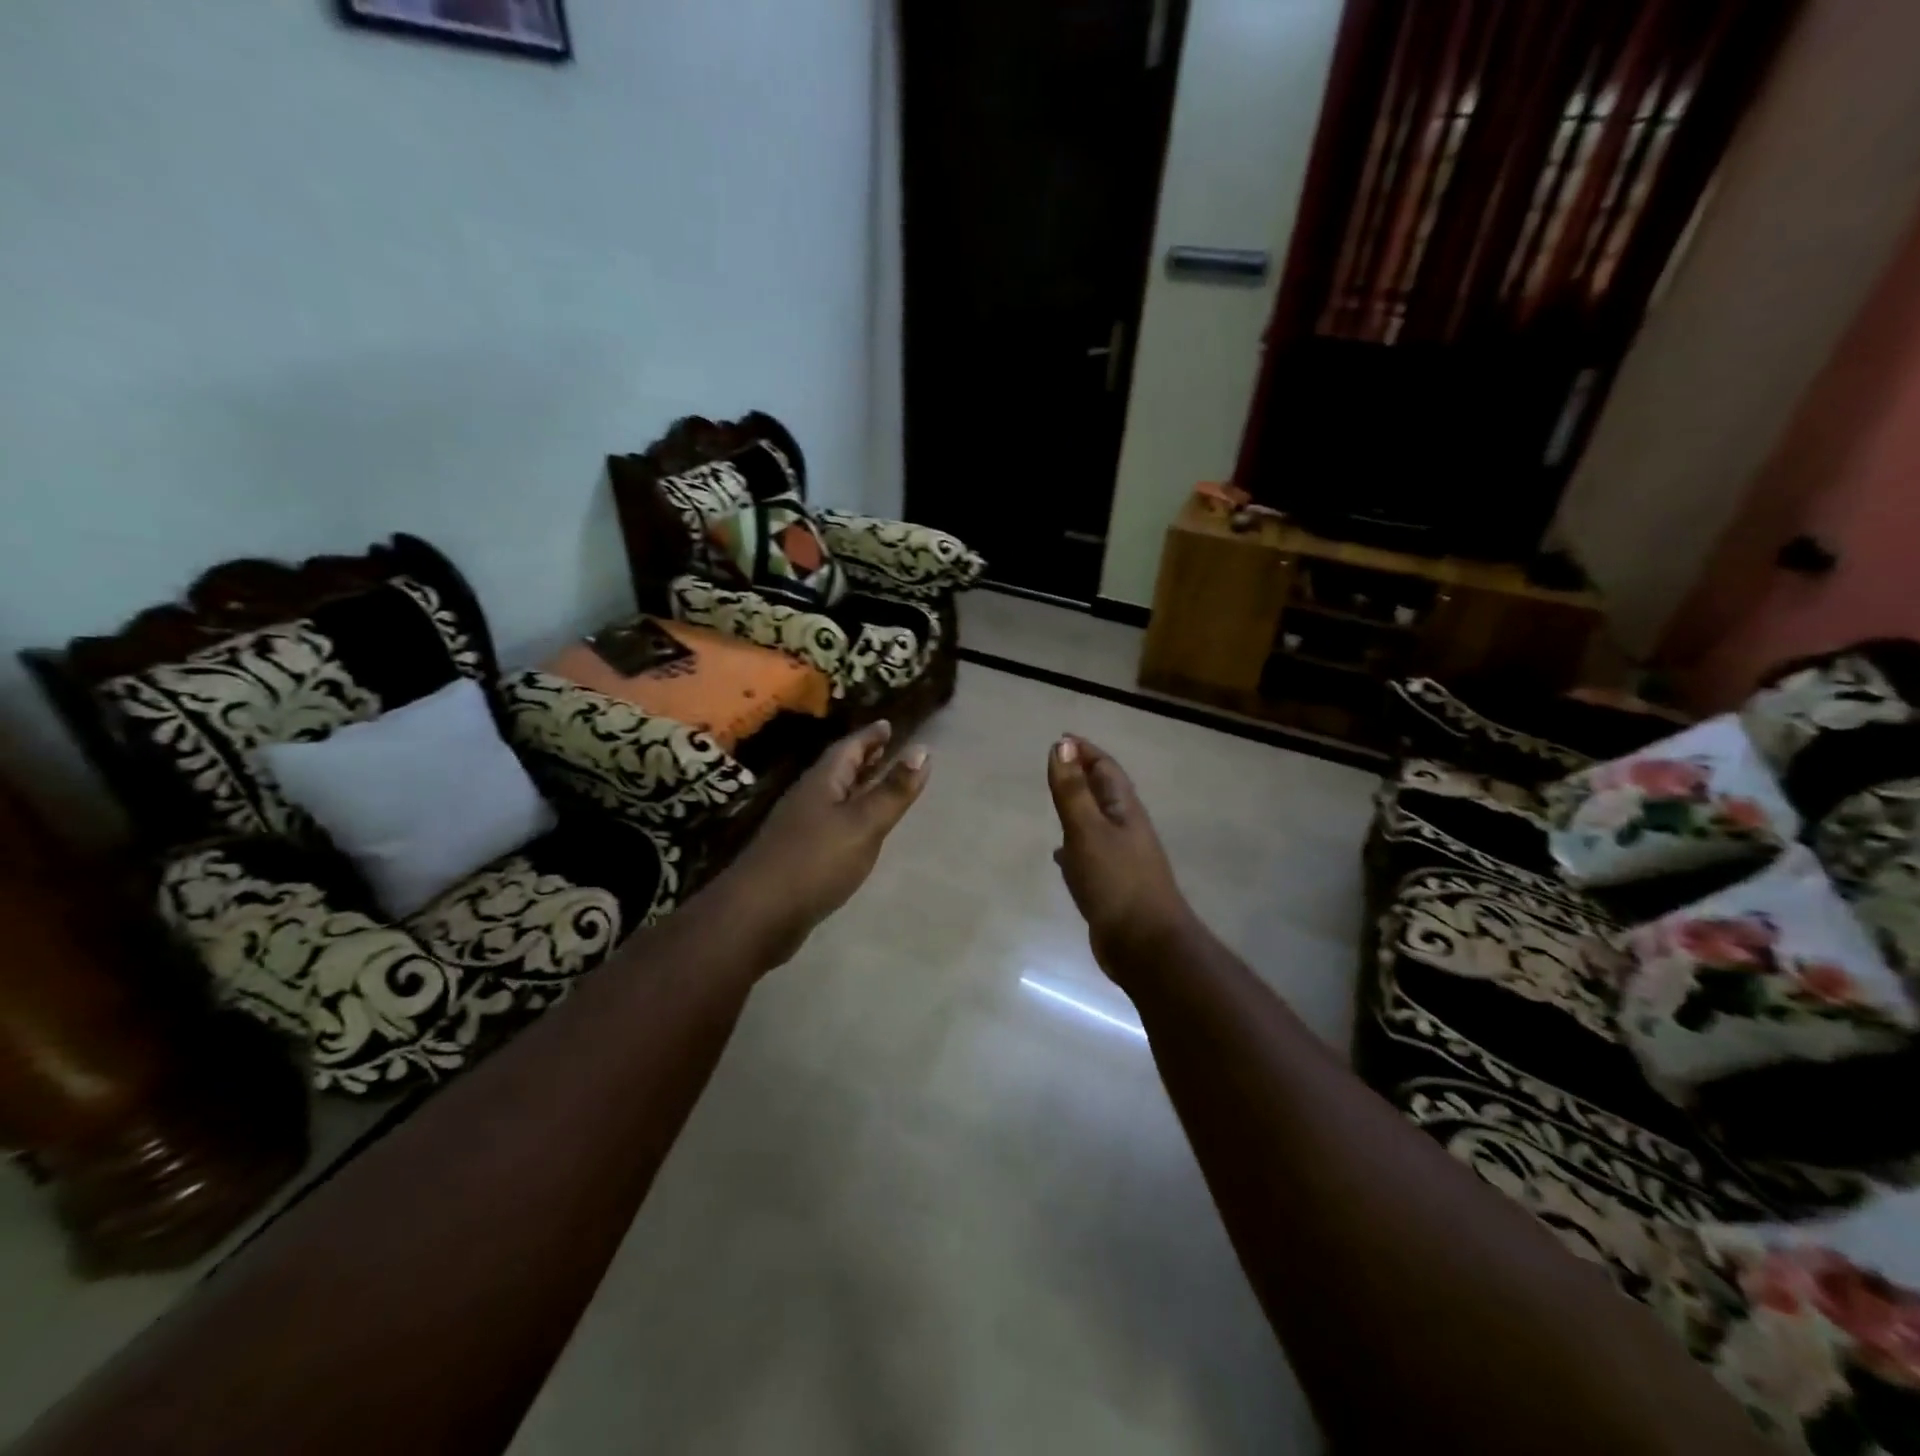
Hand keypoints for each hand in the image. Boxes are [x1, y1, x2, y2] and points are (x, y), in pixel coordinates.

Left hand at [726, 720, 929, 967]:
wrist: (759, 914)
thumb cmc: (816, 861)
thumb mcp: (864, 824)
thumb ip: (893, 790)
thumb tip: (923, 749)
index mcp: (822, 783)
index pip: (848, 748)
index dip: (869, 737)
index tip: (887, 725)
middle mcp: (808, 798)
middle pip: (838, 770)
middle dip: (862, 758)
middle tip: (886, 748)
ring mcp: (799, 827)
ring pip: (833, 796)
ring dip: (855, 786)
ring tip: (877, 784)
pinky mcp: (798, 854)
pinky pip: (829, 822)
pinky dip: (848, 815)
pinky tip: (857, 831)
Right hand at [1046, 736, 1196, 978]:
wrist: (1145, 945)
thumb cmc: (1117, 882)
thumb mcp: (1088, 831)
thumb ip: (1072, 790)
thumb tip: (1061, 744)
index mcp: (1124, 810)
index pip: (1106, 769)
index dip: (1085, 751)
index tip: (1061, 739)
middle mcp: (1126, 829)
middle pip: (1104, 793)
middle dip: (1082, 776)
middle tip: (1055, 766)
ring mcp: (1121, 859)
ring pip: (1096, 823)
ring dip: (1078, 809)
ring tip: (1055, 803)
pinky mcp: (1112, 884)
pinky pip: (1090, 853)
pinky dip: (1074, 846)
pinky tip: (1060, 855)